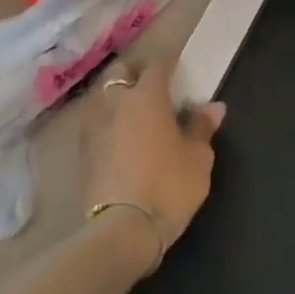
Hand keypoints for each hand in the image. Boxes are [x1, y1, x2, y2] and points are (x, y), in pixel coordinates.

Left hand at [82, 57, 223, 258]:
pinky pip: (96, 126)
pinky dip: (109, 125)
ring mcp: (93, 129)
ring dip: (118, 99)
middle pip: (120, 73)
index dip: (169, 63)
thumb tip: (212, 106)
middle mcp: (115, 104)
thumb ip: (201, 127)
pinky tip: (122, 140)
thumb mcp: (198, 157)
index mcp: (146, 97)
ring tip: (136, 114)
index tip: (179, 68)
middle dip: (135, 73)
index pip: (157, 65)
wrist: (122, 230)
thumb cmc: (169, 186)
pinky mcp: (82, 154)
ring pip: (104, 99)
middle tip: (153, 86)